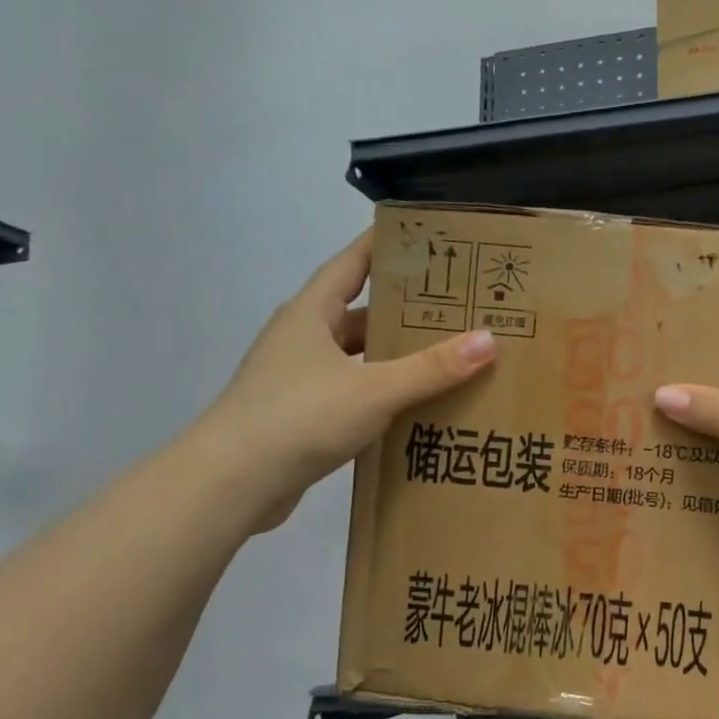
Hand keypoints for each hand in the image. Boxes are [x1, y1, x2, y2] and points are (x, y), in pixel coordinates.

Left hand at [194, 229, 497, 530]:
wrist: (231, 484)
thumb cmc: (300, 417)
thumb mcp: (375, 389)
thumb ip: (432, 368)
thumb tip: (488, 339)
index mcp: (311, 314)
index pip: (351, 263)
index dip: (383, 245)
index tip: (422, 235)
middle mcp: (301, 338)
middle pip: (358, 312)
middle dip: (402, 308)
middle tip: (453, 304)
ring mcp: (296, 377)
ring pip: (355, 355)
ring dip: (391, 355)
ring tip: (442, 355)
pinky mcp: (298, 414)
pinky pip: (349, 390)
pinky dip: (379, 391)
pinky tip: (411, 404)